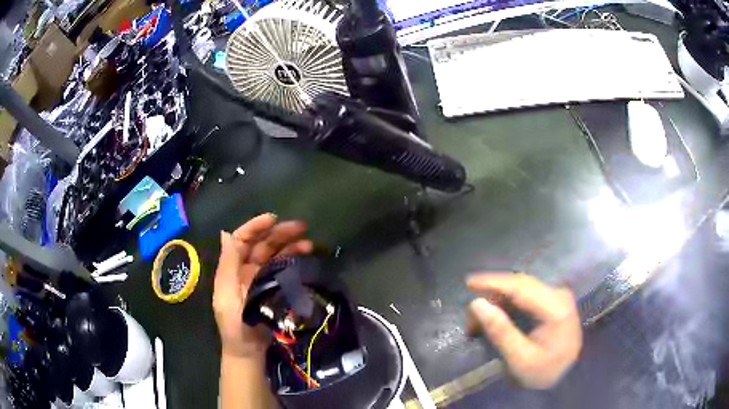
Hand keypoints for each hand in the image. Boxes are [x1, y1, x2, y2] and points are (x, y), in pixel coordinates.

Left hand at [213, 213, 312, 357]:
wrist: (249, 351)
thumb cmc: (235, 325)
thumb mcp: (226, 295)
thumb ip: (227, 265)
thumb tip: (225, 233)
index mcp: (232, 269)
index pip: (242, 240)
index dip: (255, 226)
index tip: (273, 218)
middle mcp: (247, 270)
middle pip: (262, 245)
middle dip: (279, 233)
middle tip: (301, 227)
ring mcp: (262, 279)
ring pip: (275, 255)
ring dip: (290, 246)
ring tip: (309, 243)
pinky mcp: (275, 289)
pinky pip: (284, 270)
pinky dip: (294, 261)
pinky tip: (305, 257)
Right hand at [467, 273, 581, 388]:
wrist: (566, 376)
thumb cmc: (543, 371)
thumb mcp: (520, 359)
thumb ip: (500, 331)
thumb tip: (476, 303)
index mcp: (556, 308)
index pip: (521, 287)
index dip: (494, 282)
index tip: (468, 282)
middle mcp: (558, 295)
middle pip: (520, 285)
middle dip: (493, 296)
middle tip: (470, 317)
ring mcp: (557, 296)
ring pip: (521, 289)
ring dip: (498, 301)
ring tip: (478, 322)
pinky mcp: (553, 301)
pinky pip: (526, 296)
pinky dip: (507, 304)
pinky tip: (495, 316)